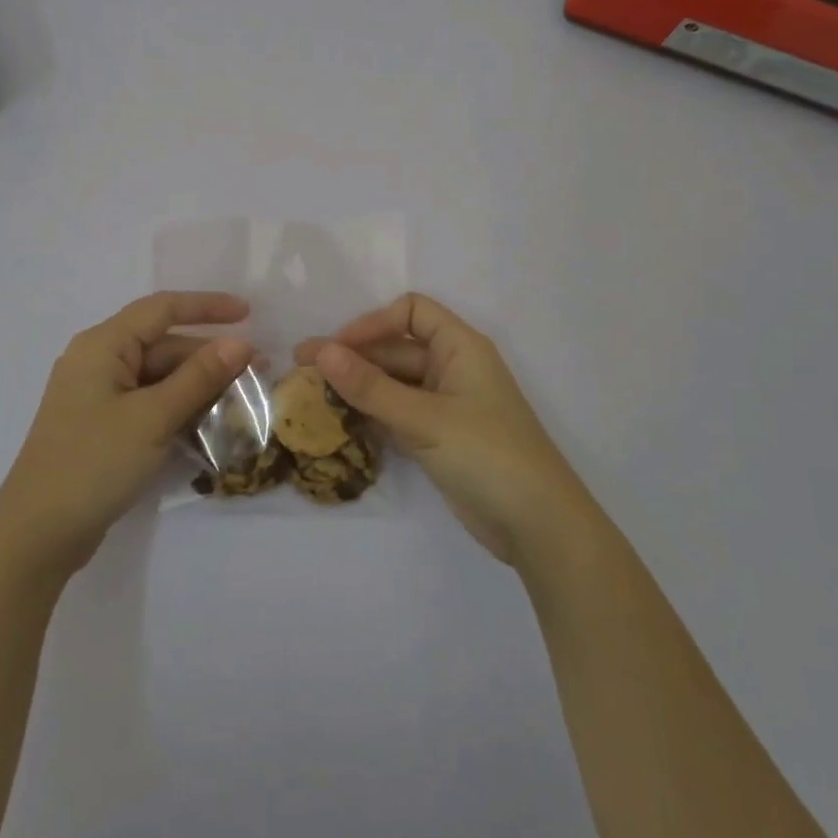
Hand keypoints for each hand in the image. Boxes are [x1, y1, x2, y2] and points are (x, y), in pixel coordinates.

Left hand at [0, 292, 255, 578]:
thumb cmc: (93, 463)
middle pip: (164, 346)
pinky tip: (212, 423)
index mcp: (102, 346)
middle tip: (258, 372)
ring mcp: (99, 396)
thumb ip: (199, 377)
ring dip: (200, 386)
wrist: (37, 535)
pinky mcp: (103, 426)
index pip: (162, 309)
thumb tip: (240, 342)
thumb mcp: (153, 417)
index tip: (249, 313)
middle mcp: (99, 362)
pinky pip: (150, 403)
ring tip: (244, 399)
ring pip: (160, 377)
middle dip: (210, 356)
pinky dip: (180, 408)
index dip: (207, 306)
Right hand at [296, 293, 594, 565]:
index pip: (411, 312)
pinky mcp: (438, 437)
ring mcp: (445, 405)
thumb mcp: (425, 418)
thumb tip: (321, 351)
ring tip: (309, 395)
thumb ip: (371, 387)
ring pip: (393, 383)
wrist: (537, 524)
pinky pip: (396, 413)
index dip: (373, 322)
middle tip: (300, 369)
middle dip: (352, 357)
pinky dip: (369, 414)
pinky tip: (336, 422)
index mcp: (460, 347)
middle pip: (396, 348)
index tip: (337, 348)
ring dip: (356, 387)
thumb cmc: (487, 454)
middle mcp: (452, 368)